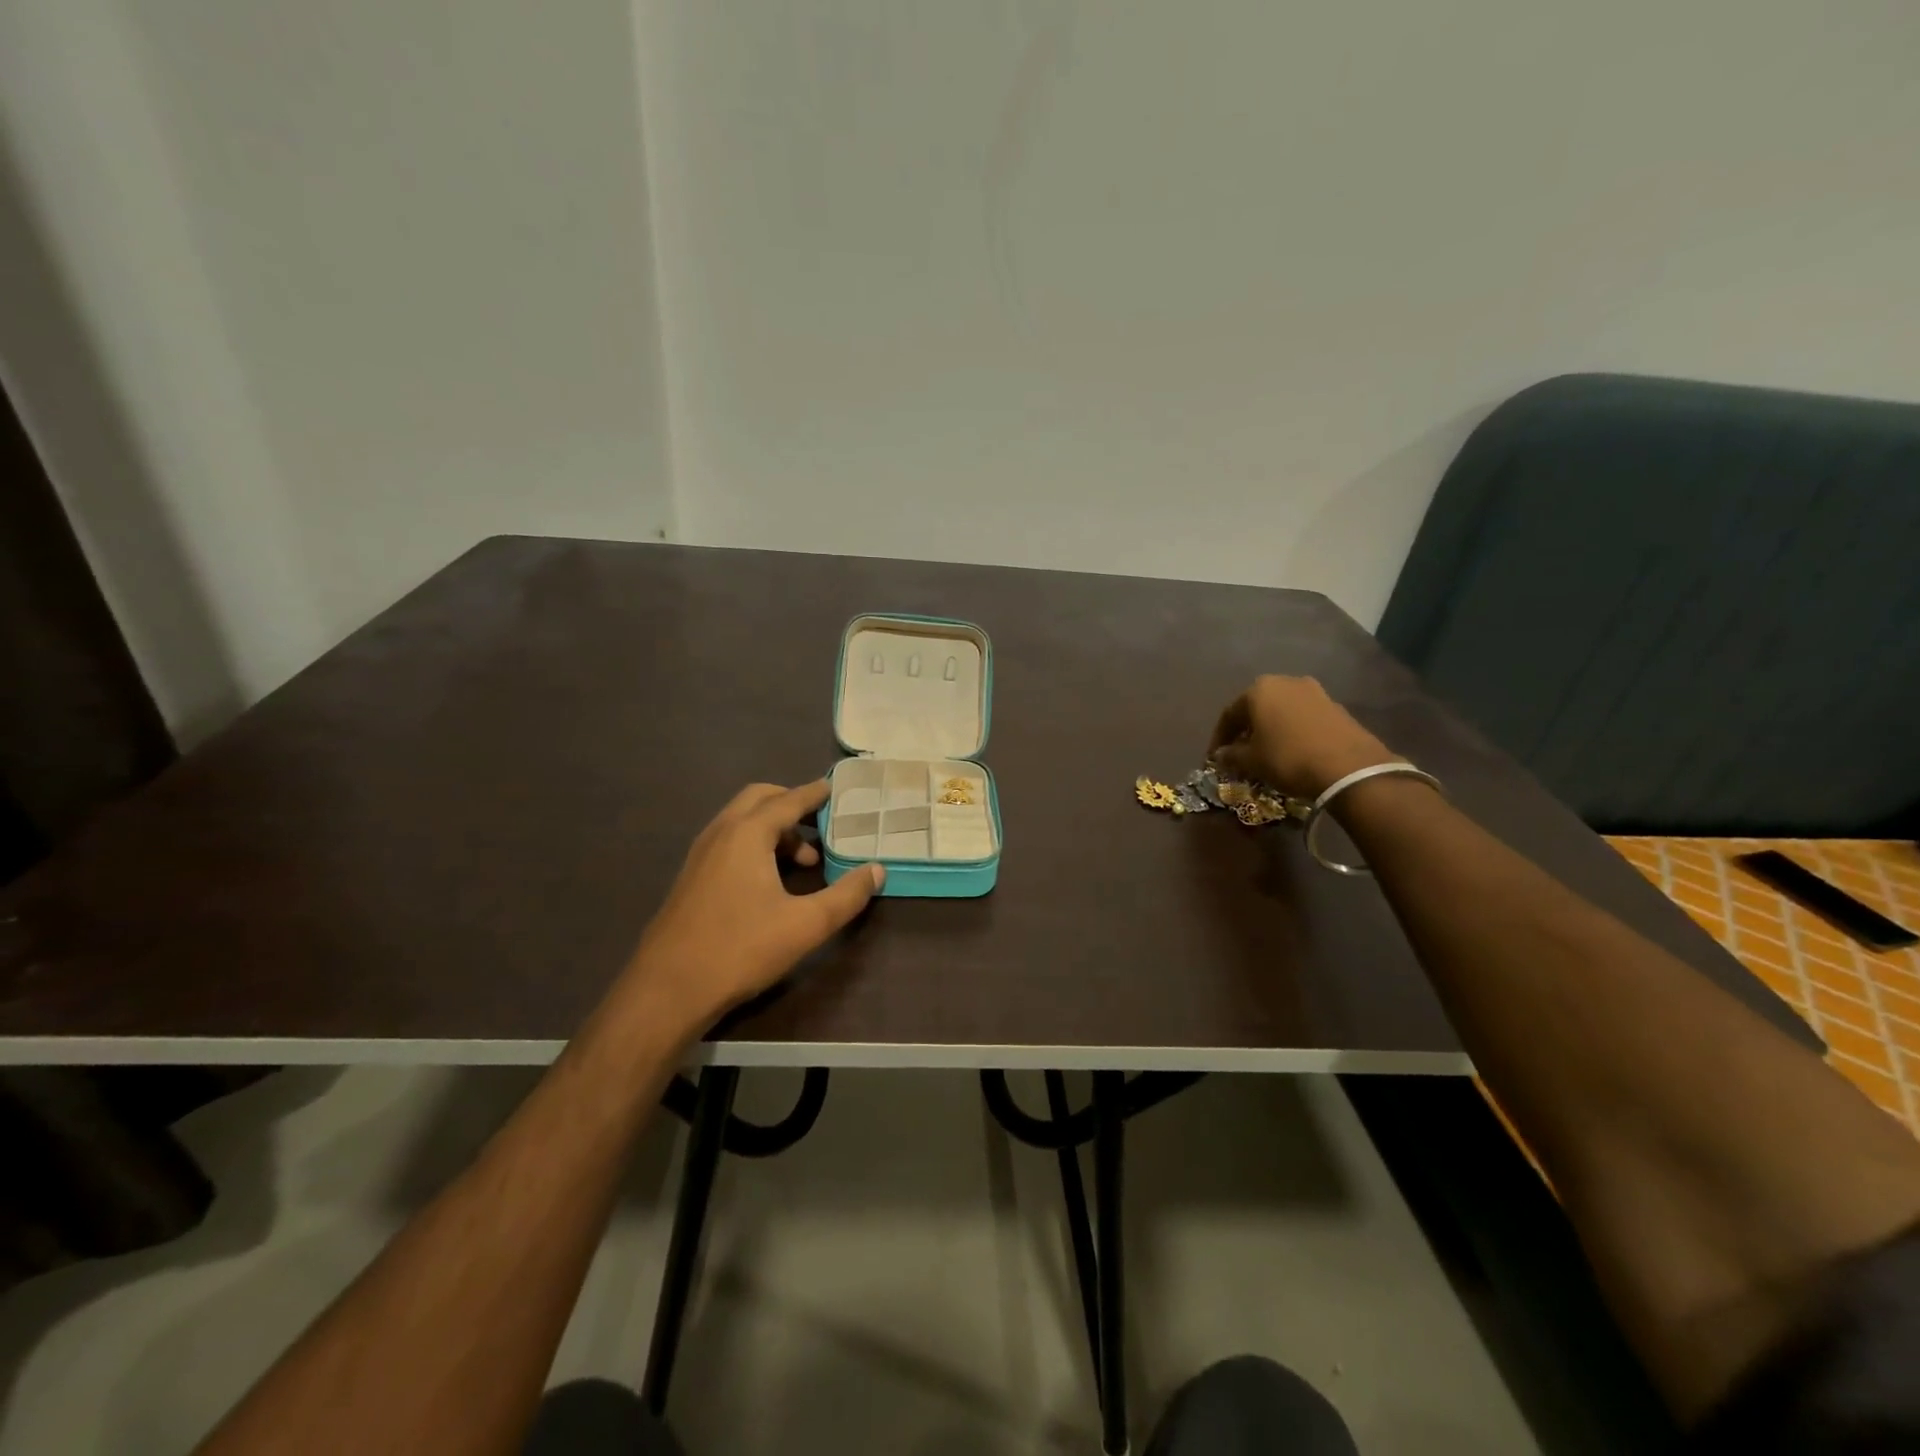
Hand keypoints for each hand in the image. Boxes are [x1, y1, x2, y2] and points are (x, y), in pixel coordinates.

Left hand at [629, 781, 883, 1028]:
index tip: (835, 788)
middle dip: (791, 804)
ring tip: (803, 861)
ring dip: (773, 828)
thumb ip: (846, 896)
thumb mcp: (805, 925)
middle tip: (820, 823)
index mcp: (747, 833)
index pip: (788, 800)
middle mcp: (720, 833)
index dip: (815, 793)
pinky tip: (769, 880)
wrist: (667, 990)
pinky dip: (754, 843)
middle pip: (759, 799)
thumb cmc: (740, 949)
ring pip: (741, 821)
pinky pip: (728, 841)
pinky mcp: (690, 877)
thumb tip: (876, 871)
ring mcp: (700, 854)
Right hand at [1208, 675, 1398, 798]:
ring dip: (1270, 729)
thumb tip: (1220, 755)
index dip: (1219, 738)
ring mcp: (1314, 691)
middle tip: (1239, 752)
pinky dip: (1292, 731)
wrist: (1349, 767)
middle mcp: (1285, 682)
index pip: (1229, 714)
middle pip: (1257, 707)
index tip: (1214, 758)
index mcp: (1259, 690)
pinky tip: (1293, 750)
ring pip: (1281, 711)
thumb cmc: (1288, 758)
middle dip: (1246, 730)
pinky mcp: (1336, 706)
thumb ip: (1231, 755)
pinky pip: (1303, 717)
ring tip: (1267, 752)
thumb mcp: (1251, 761)